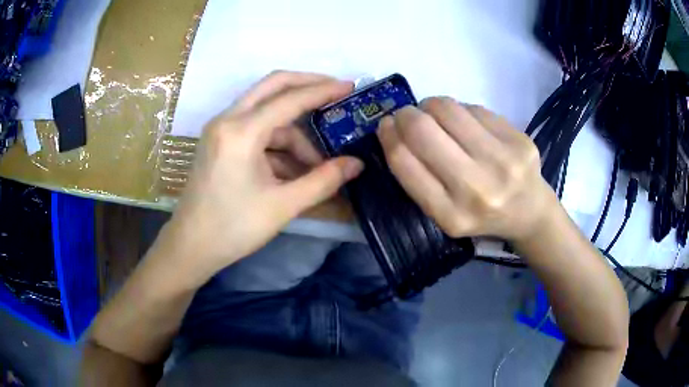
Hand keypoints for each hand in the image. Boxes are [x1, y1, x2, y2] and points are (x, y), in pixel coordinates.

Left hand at [162, 71, 362, 281]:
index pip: (289, 99)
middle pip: (272, 86)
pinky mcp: (219, 141)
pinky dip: (277, 144)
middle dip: (306, 86)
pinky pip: (255, 131)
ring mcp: (221, 129)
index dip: (323, 90)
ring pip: (266, 114)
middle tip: (335, 93)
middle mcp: (227, 120)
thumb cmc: (233, 228)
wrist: (191, 246)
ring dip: (293, 133)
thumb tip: (357, 164)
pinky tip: (292, 170)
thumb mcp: (283, 205)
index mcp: (240, 132)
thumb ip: (323, 181)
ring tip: (315, 166)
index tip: (350, 86)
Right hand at [378, 97, 556, 242]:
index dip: (388, 136)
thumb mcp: (444, 212)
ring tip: (434, 115)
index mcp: (451, 214)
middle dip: (406, 115)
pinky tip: (465, 123)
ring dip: (430, 106)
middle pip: (423, 130)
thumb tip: (395, 127)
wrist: (530, 212)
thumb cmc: (481, 214)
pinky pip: (473, 108)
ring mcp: (503, 161)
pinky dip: (460, 110)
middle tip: (407, 115)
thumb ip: (418, 178)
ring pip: (447, 109)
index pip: (405, 162)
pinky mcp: (519, 139)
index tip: (386, 125)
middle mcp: (477, 188)